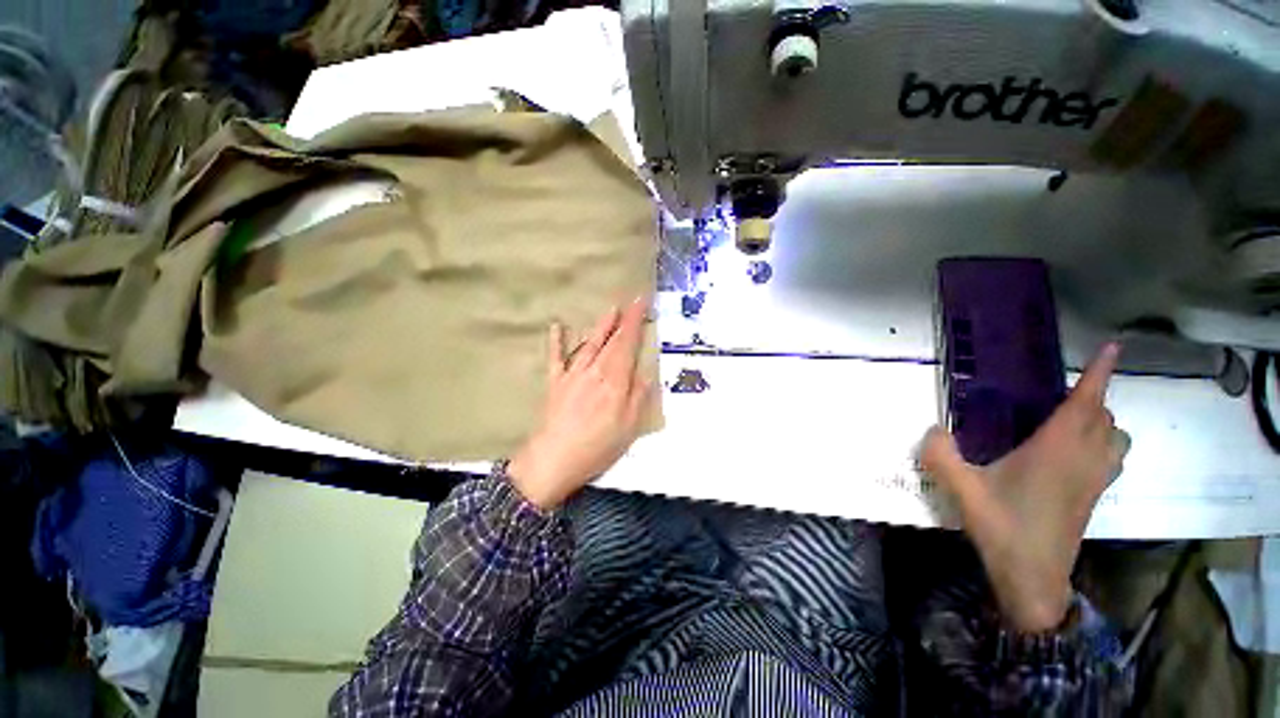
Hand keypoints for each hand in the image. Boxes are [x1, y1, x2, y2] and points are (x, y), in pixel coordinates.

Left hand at [508, 299, 654, 509]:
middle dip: (624, 320)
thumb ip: (639, 396)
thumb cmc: (598, 445)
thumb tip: (646, 372)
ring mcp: (573, 374)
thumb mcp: (630, 426)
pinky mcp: (555, 383)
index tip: (642, 302)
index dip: (636, 322)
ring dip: (601, 326)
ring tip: (610, 310)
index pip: (628, 343)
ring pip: (589, 344)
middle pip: (612, 340)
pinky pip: (556, 357)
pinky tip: (556, 326)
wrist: (554, 459)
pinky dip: (556, 341)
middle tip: (632, 302)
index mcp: (615, 379)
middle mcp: (595, 370)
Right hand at [920, 343, 1128, 632]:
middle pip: (1104, 417)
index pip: (1086, 403)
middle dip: (1093, 397)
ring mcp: (1094, 480)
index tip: (1113, 347)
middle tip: (1064, 391)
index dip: (1100, 373)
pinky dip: (1103, 445)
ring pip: (1116, 438)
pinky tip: (1074, 455)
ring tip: (1073, 421)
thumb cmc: (1003, 527)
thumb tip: (930, 428)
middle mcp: (1084, 459)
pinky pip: (1111, 458)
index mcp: (1057, 450)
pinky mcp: (1093, 496)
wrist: (1033, 576)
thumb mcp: (962, 488)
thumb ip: (941, 455)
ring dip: (1103, 423)